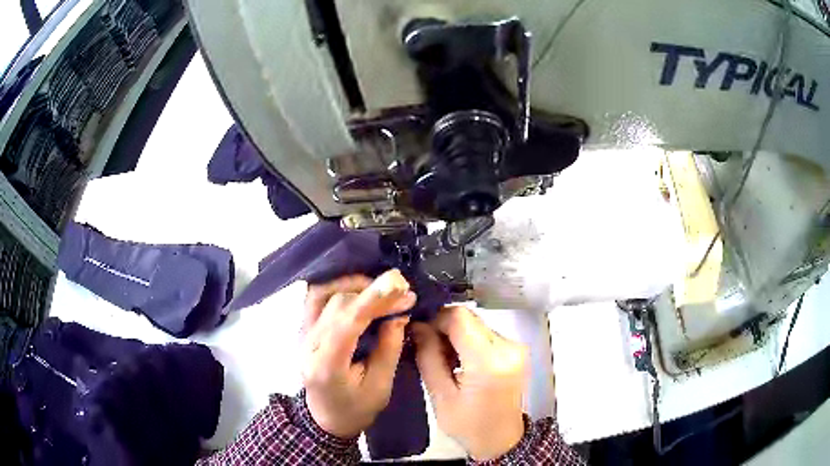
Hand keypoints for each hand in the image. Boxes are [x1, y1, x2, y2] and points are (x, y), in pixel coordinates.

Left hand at [300, 269, 416, 438]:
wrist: (325, 418)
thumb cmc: (356, 408)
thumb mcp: (381, 386)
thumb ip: (389, 347)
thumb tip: (400, 312)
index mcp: (326, 365)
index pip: (346, 322)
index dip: (373, 299)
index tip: (399, 283)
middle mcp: (307, 344)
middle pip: (336, 304)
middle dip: (372, 294)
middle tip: (403, 294)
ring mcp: (302, 334)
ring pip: (321, 293)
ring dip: (352, 284)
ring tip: (381, 289)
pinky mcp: (303, 328)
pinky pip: (317, 297)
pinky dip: (339, 286)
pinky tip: (360, 290)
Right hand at [412, 306, 527, 460]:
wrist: (502, 439)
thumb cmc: (468, 425)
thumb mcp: (440, 397)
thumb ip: (428, 357)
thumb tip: (418, 326)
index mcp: (489, 362)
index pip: (459, 318)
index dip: (435, 319)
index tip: (420, 334)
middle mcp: (508, 347)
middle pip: (469, 319)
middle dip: (444, 328)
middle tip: (428, 348)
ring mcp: (516, 347)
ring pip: (476, 324)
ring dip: (456, 335)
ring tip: (443, 358)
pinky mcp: (516, 349)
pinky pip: (486, 333)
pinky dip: (469, 341)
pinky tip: (460, 360)